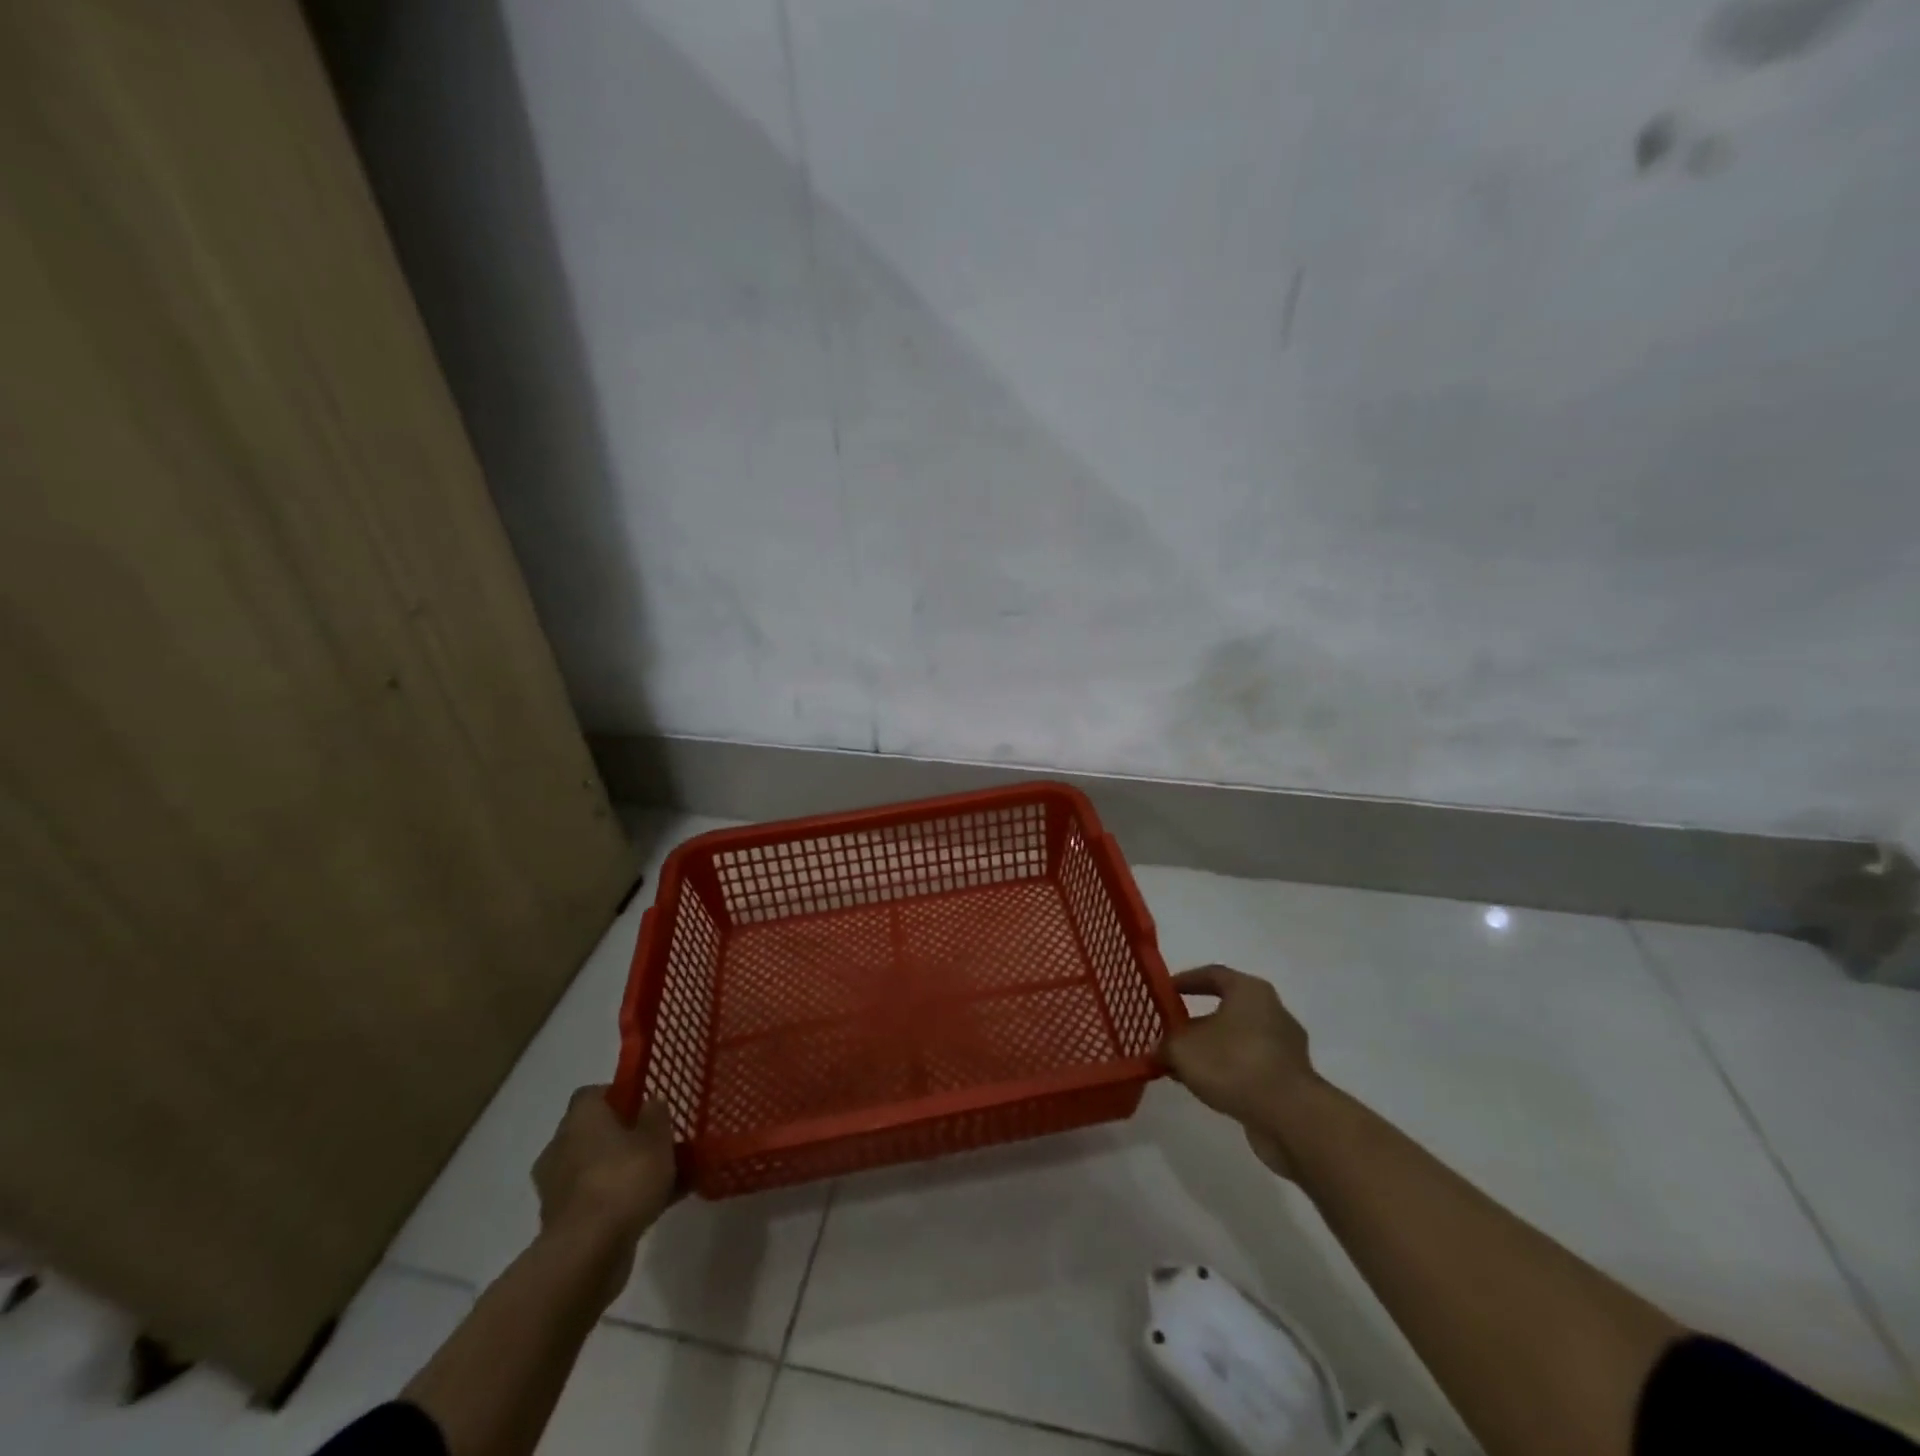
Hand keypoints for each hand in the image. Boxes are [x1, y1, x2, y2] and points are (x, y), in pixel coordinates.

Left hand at [532, 1087, 677, 1254]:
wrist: (587, 1253)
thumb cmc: (624, 1179)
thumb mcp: (657, 1138)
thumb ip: (656, 1115)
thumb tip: (650, 1103)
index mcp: (580, 1119)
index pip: (593, 1094)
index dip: (619, 1095)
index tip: (644, 1105)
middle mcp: (561, 1148)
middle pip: (594, 1132)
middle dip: (624, 1137)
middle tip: (656, 1142)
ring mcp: (557, 1188)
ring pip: (597, 1168)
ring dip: (622, 1170)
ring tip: (662, 1178)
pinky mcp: (561, 1223)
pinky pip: (597, 1199)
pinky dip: (619, 1200)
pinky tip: (654, 1206)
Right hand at [1158, 965, 1322, 1177]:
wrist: (1291, 1117)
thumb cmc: (1234, 1064)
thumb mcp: (1183, 1050)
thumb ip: (1166, 1044)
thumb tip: (1159, 1049)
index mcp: (1249, 991)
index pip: (1213, 974)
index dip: (1186, 981)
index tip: (1164, 992)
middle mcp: (1272, 1011)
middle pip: (1227, 1008)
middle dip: (1196, 1022)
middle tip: (1170, 1034)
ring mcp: (1285, 1046)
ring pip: (1238, 1040)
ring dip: (1212, 1051)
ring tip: (1184, 1067)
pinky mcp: (1291, 1078)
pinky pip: (1251, 1065)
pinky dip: (1229, 1071)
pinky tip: (1208, 1088)